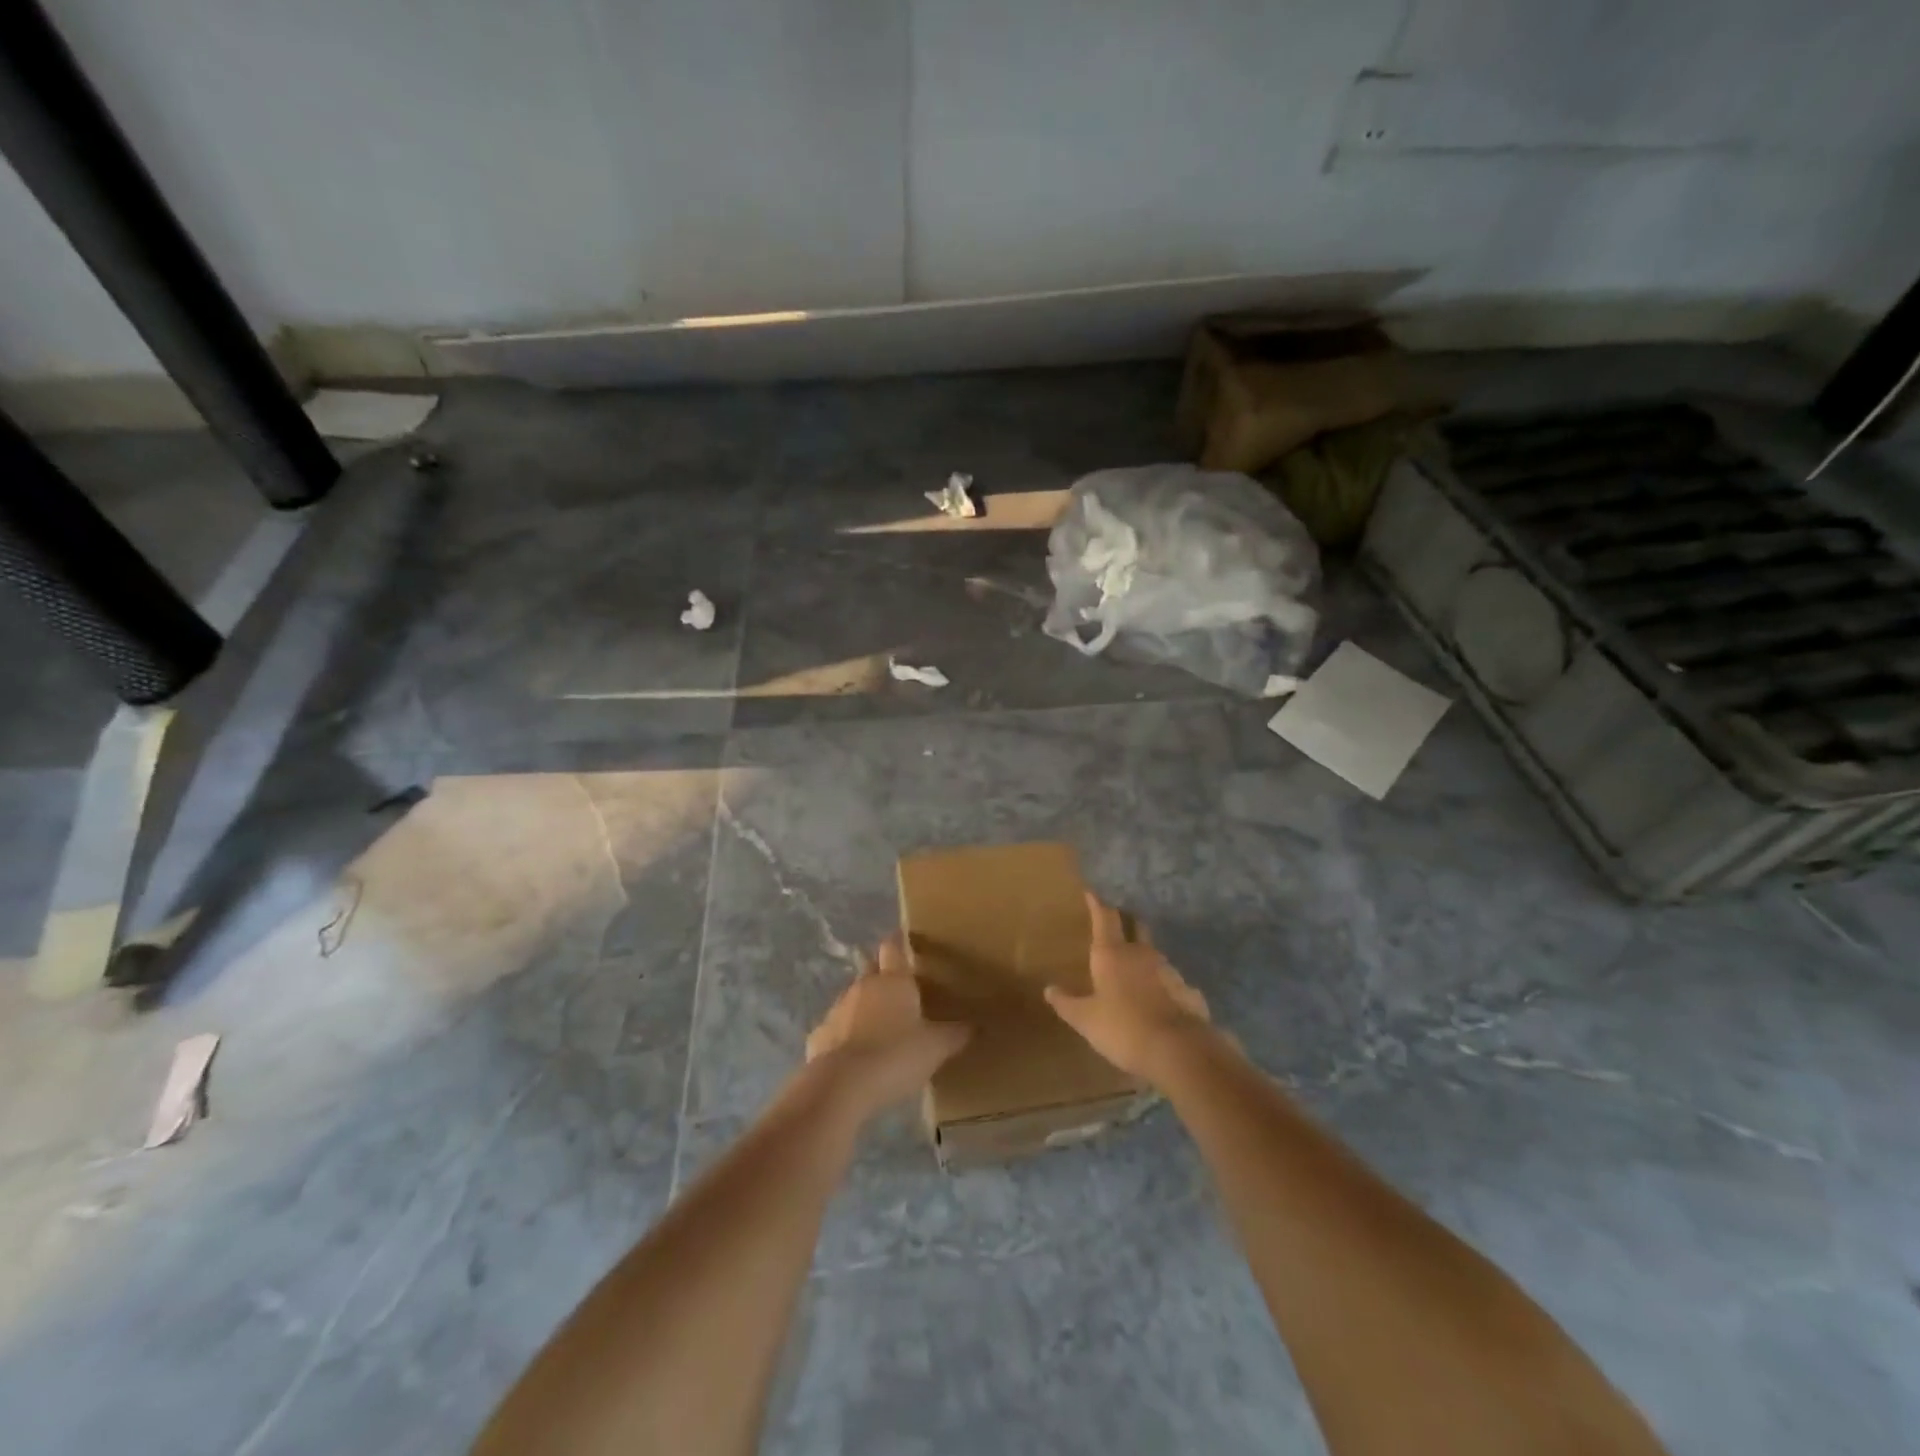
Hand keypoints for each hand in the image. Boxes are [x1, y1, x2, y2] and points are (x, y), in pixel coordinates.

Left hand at [806, 934, 970, 1120]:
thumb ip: (955, 1034)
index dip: (898, 944)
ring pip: (852, 997)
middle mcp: (863, 986)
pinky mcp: (819, 1036)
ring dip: (863, 1006)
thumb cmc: (896, 1056)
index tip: (905, 942)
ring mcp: (837, 1009)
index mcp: (894, 981)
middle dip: (880, 972)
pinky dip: (844, 1035)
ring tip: (878, 1024)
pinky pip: (835, 1029)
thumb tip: (975, 1025)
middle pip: (870, 968)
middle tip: (896, 986)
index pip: (893, 948)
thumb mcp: (936, 1048)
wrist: (842, 1085)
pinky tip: (854, 1054)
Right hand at [1045, 892, 1212, 1085]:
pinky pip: (1171, 981)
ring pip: (1154, 954)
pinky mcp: (1188, 991)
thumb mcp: (1086, 1020)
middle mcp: (1142, 953)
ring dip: (1144, 956)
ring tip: (1135, 967)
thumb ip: (1066, 1003)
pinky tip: (1159, 999)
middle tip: (1117, 922)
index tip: (1092, 891)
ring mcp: (1169, 970)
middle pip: (1135, 926)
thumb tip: (1049, 989)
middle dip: (1126, 921)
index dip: (1098, 903)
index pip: (1105, 917)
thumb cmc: (1123, 1028)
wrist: (1178, 1051)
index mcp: (1112, 954)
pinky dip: (1162, 984)